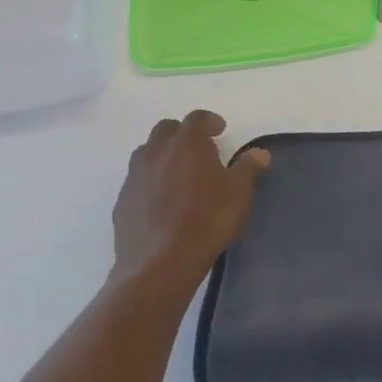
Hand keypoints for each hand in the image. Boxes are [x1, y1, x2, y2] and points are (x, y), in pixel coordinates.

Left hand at [111, 110, 269, 286]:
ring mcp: (134, 176)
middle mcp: (156, 152)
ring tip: (179, 174)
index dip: (210, 120)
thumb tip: (259, 153)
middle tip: (199, 150)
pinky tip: (162, 202)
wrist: (160, 263)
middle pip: (166, 129)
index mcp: (186, 144)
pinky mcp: (122, 201)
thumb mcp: (239, 194)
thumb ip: (248, 168)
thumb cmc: (207, 221)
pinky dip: (150, 182)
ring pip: (146, 153)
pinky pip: (137, 181)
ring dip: (163, 155)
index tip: (220, 130)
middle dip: (182, 134)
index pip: (196, 118)